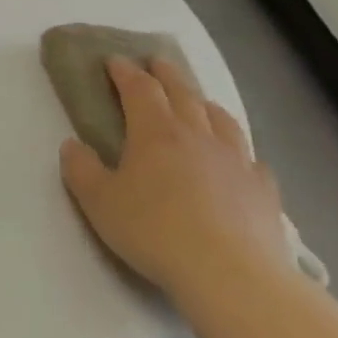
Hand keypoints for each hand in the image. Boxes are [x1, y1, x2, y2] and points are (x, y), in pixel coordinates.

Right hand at [59, 57, 294, 303]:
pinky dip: (239, 149)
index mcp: (155, 133)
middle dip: (166, 75)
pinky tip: (238, 158)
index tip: (114, 61)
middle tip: (156, 62)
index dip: (125, 72)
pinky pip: (251, 159)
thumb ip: (80, 168)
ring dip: (204, 103)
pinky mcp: (263, 192)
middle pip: (183, 93)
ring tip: (197, 101)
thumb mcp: (98, 201)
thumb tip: (74, 145)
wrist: (232, 276)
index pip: (139, 89)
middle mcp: (198, 137)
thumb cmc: (154, 232)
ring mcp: (237, 162)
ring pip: (221, 119)